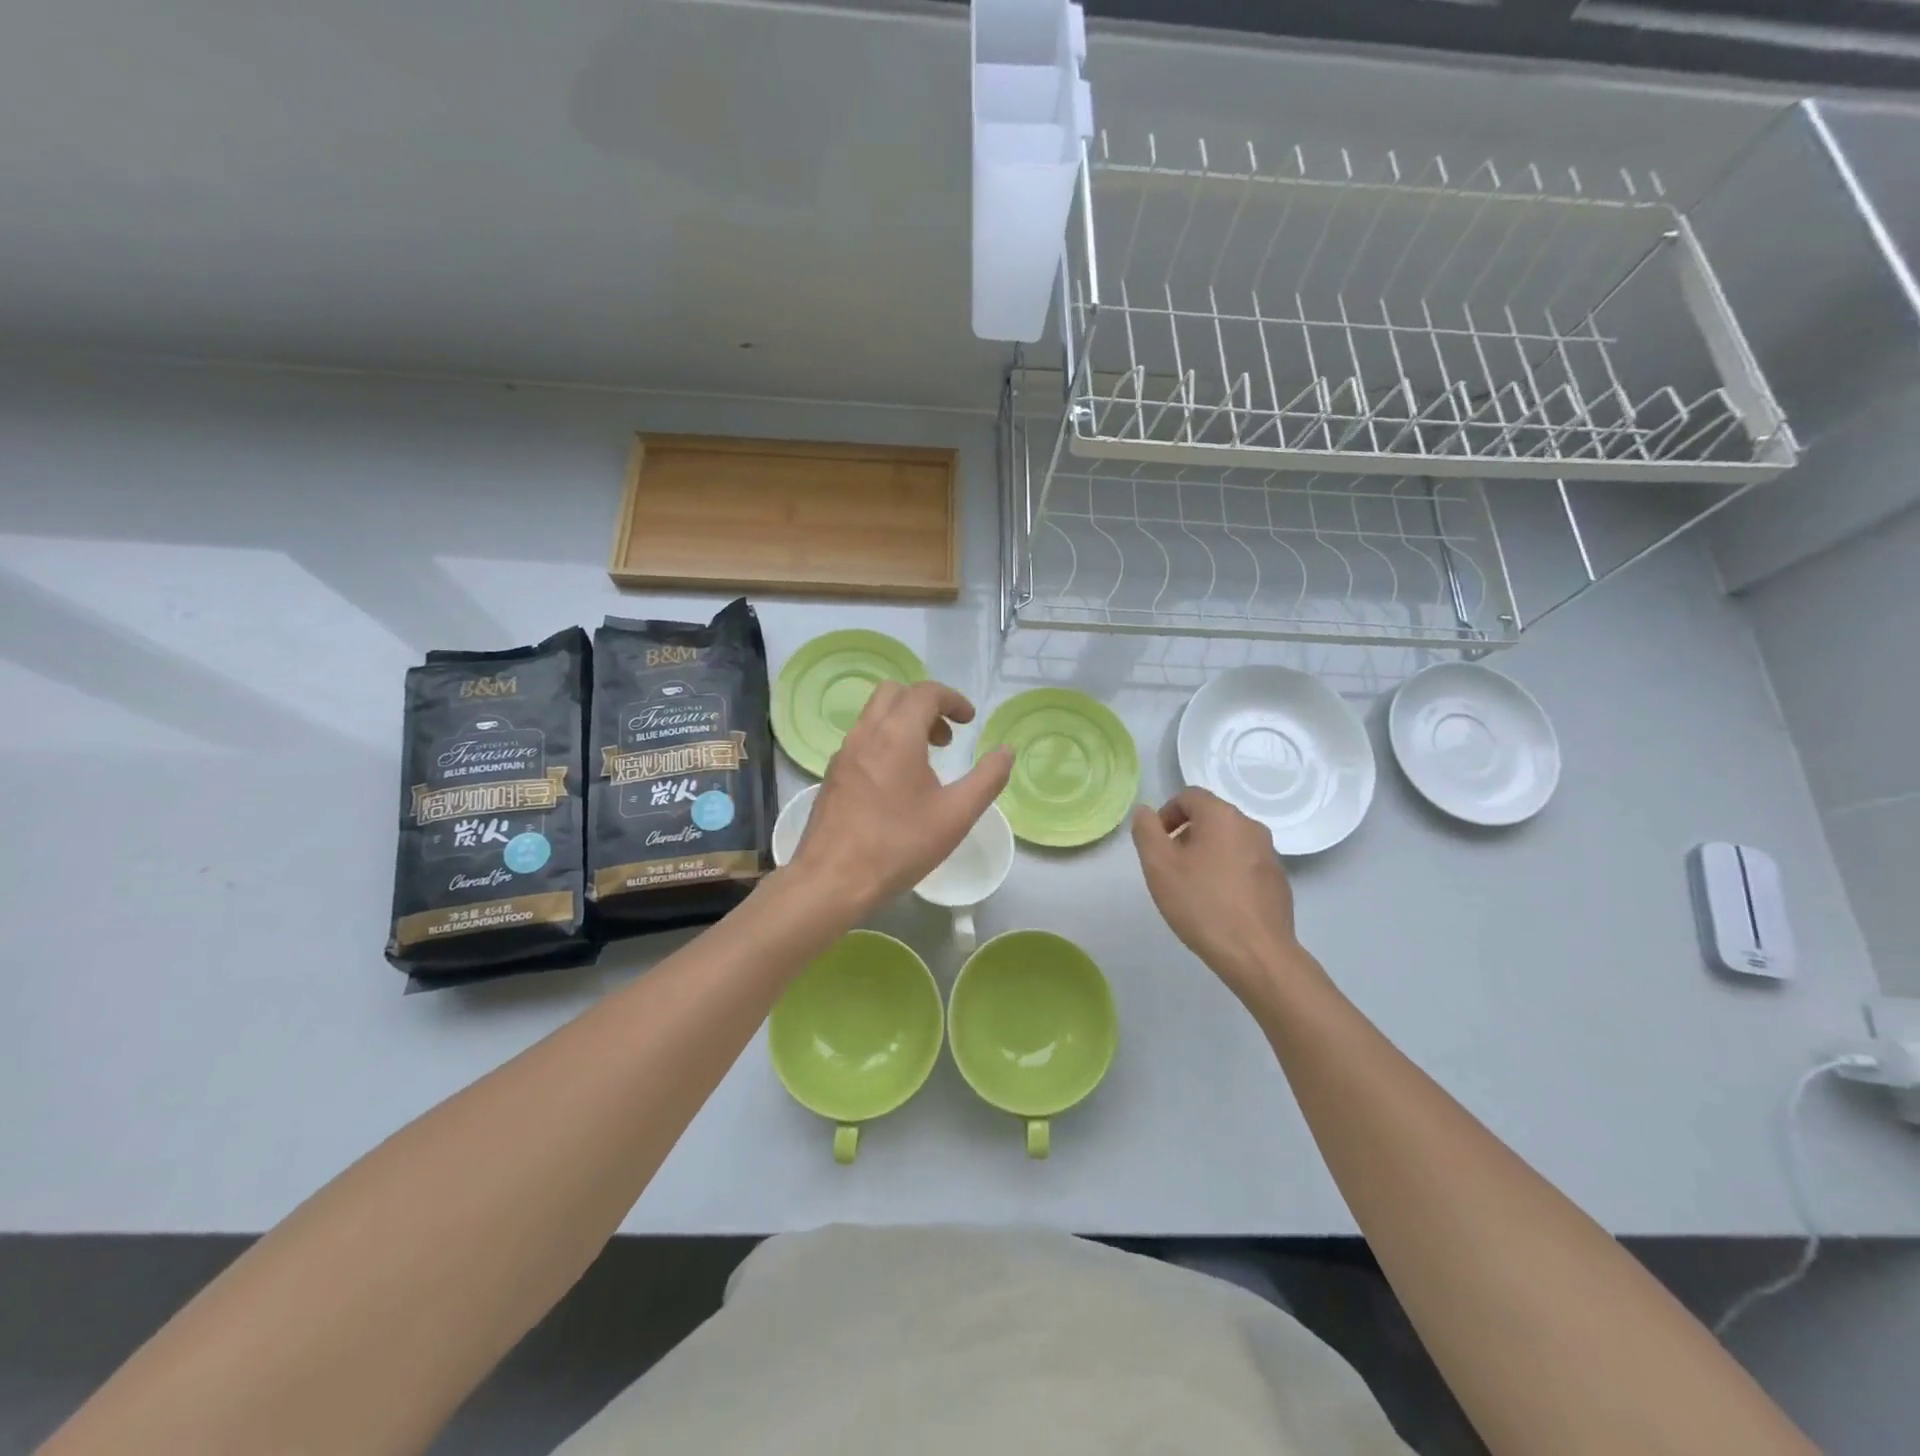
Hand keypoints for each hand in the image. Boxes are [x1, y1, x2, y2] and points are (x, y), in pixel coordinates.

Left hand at [788, 680, 1013, 918]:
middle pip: (894, 693)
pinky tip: (897, 784)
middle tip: (946, 739)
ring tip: (926, 762)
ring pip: (874, 715)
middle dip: (925, 705)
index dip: (953, 699)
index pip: (925, 692)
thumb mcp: (956, 815)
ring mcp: (843, 754)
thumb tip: (1006, 751)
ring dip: (904, 723)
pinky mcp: (833, 775)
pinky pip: (862, 740)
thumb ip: (987, 779)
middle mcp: (865, 734)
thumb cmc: (898, 845)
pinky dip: (885, 742)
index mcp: (896, 735)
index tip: (970, 721)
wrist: (832, 880)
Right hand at [1131, 788, 1316, 1003]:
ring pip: (1228, 841)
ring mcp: (1269, 854)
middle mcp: (1251, 826)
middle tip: (1169, 868)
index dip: (1166, 814)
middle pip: (1210, 817)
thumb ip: (1146, 831)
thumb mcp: (1158, 865)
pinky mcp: (1278, 881)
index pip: (1189, 796)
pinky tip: (1218, 904)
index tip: (1156, 844)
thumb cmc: (1201, 903)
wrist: (1256, 954)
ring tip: (1192, 888)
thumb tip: (1145, 812)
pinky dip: (1227, 873)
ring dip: (1206, 854)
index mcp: (1222, 816)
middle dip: (1185, 835)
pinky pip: (1245, 864)